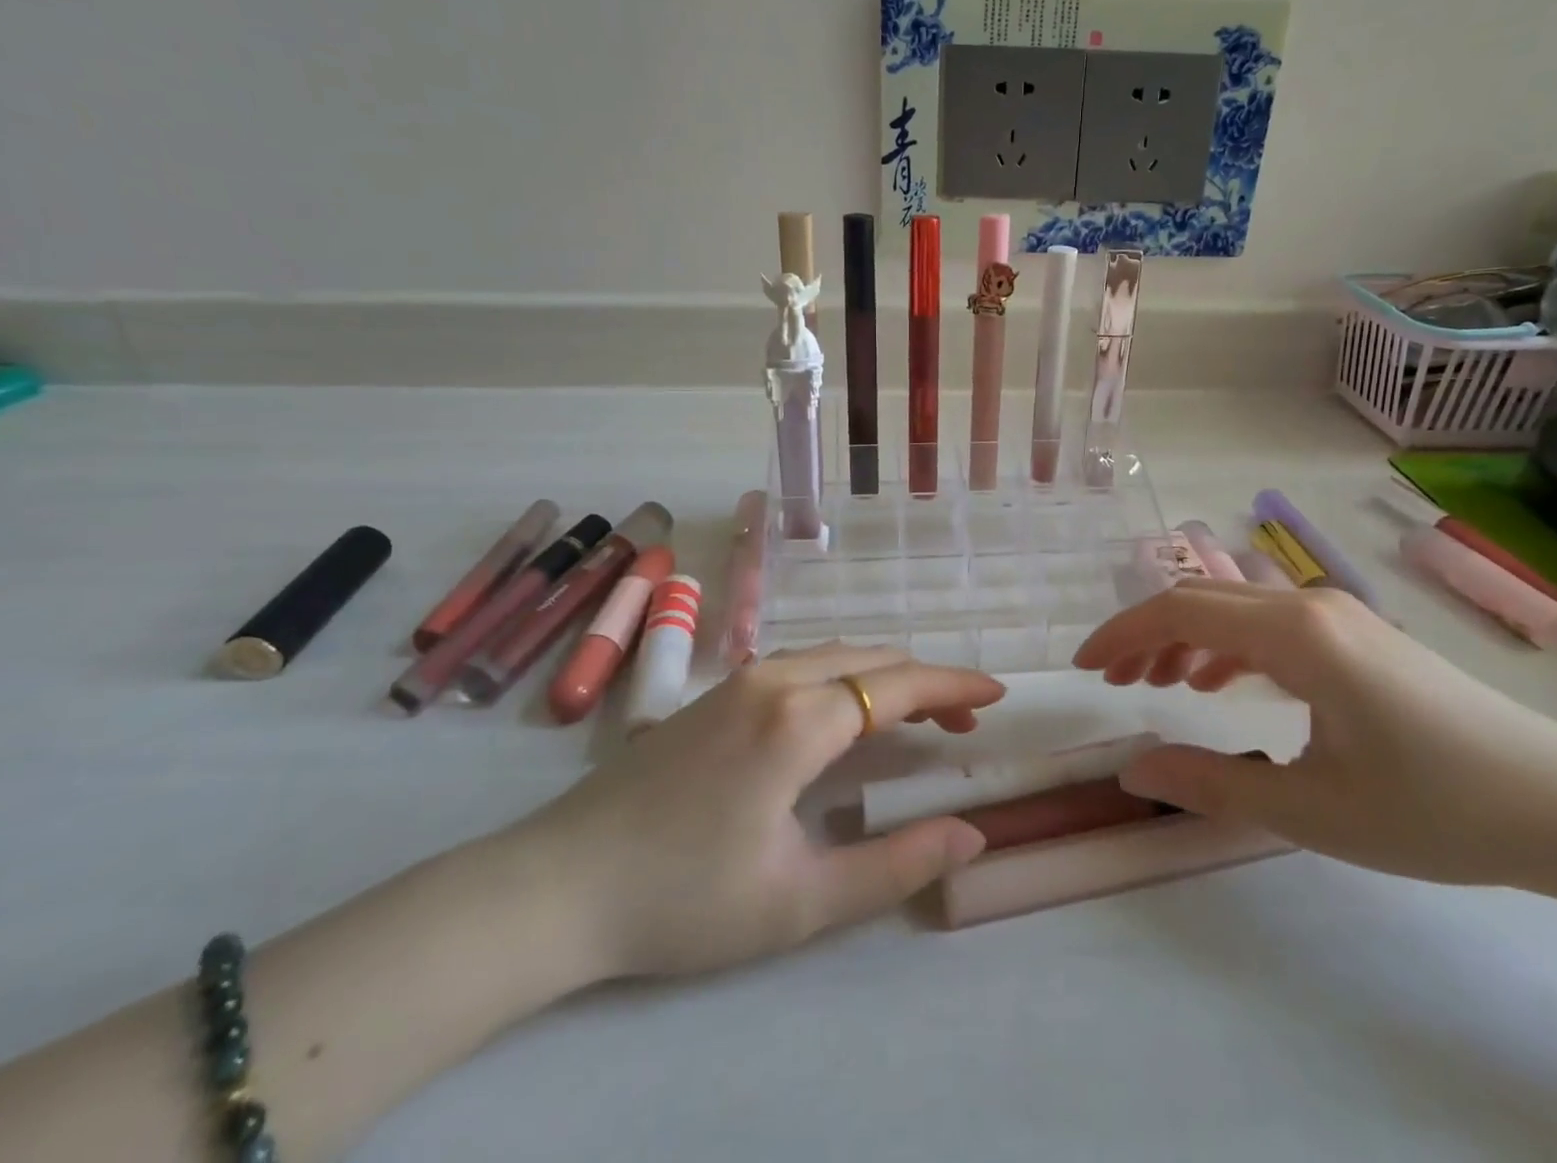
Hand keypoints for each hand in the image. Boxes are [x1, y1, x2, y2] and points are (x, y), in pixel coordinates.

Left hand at [521, 644, 1004, 978]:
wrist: (558, 885)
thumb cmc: (683, 900)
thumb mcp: (800, 903)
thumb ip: (895, 865)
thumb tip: (971, 833)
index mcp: (798, 720)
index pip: (898, 685)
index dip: (954, 686)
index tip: (998, 693)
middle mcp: (774, 677)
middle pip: (872, 658)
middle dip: (928, 680)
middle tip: (968, 719)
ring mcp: (740, 678)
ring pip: (837, 653)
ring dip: (887, 676)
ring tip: (922, 716)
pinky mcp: (718, 691)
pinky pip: (805, 663)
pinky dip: (848, 676)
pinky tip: (851, 713)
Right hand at [1073, 580, 1556, 890]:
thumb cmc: (1437, 810)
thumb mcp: (1311, 810)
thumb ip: (1210, 783)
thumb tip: (1132, 771)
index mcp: (1295, 635)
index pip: (1180, 611)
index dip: (1121, 634)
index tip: (1084, 669)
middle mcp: (1310, 605)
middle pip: (1201, 599)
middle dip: (1145, 634)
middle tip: (1112, 682)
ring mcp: (1339, 615)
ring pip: (1234, 608)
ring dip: (1184, 638)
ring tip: (1154, 683)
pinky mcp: (1358, 635)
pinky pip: (1269, 623)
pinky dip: (1227, 646)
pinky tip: (1220, 683)